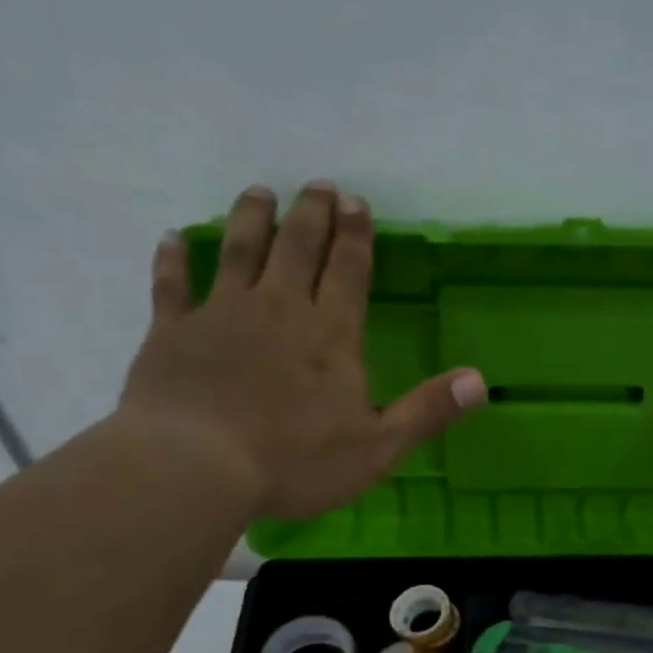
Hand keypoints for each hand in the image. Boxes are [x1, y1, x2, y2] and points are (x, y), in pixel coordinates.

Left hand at [118, 181, 485, 520]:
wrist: (196, 467)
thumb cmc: (295, 462)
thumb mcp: (377, 447)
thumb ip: (427, 412)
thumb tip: (480, 381)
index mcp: (330, 335)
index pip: (348, 270)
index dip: (356, 235)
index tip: (357, 202)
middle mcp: (278, 309)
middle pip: (297, 246)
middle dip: (312, 213)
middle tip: (319, 185)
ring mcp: (222, 314)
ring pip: (239, 250)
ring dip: (252, 218)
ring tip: (260, 192)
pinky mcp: (173, 331)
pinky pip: (172, 285)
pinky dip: (173, 260)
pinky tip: (173, 239)